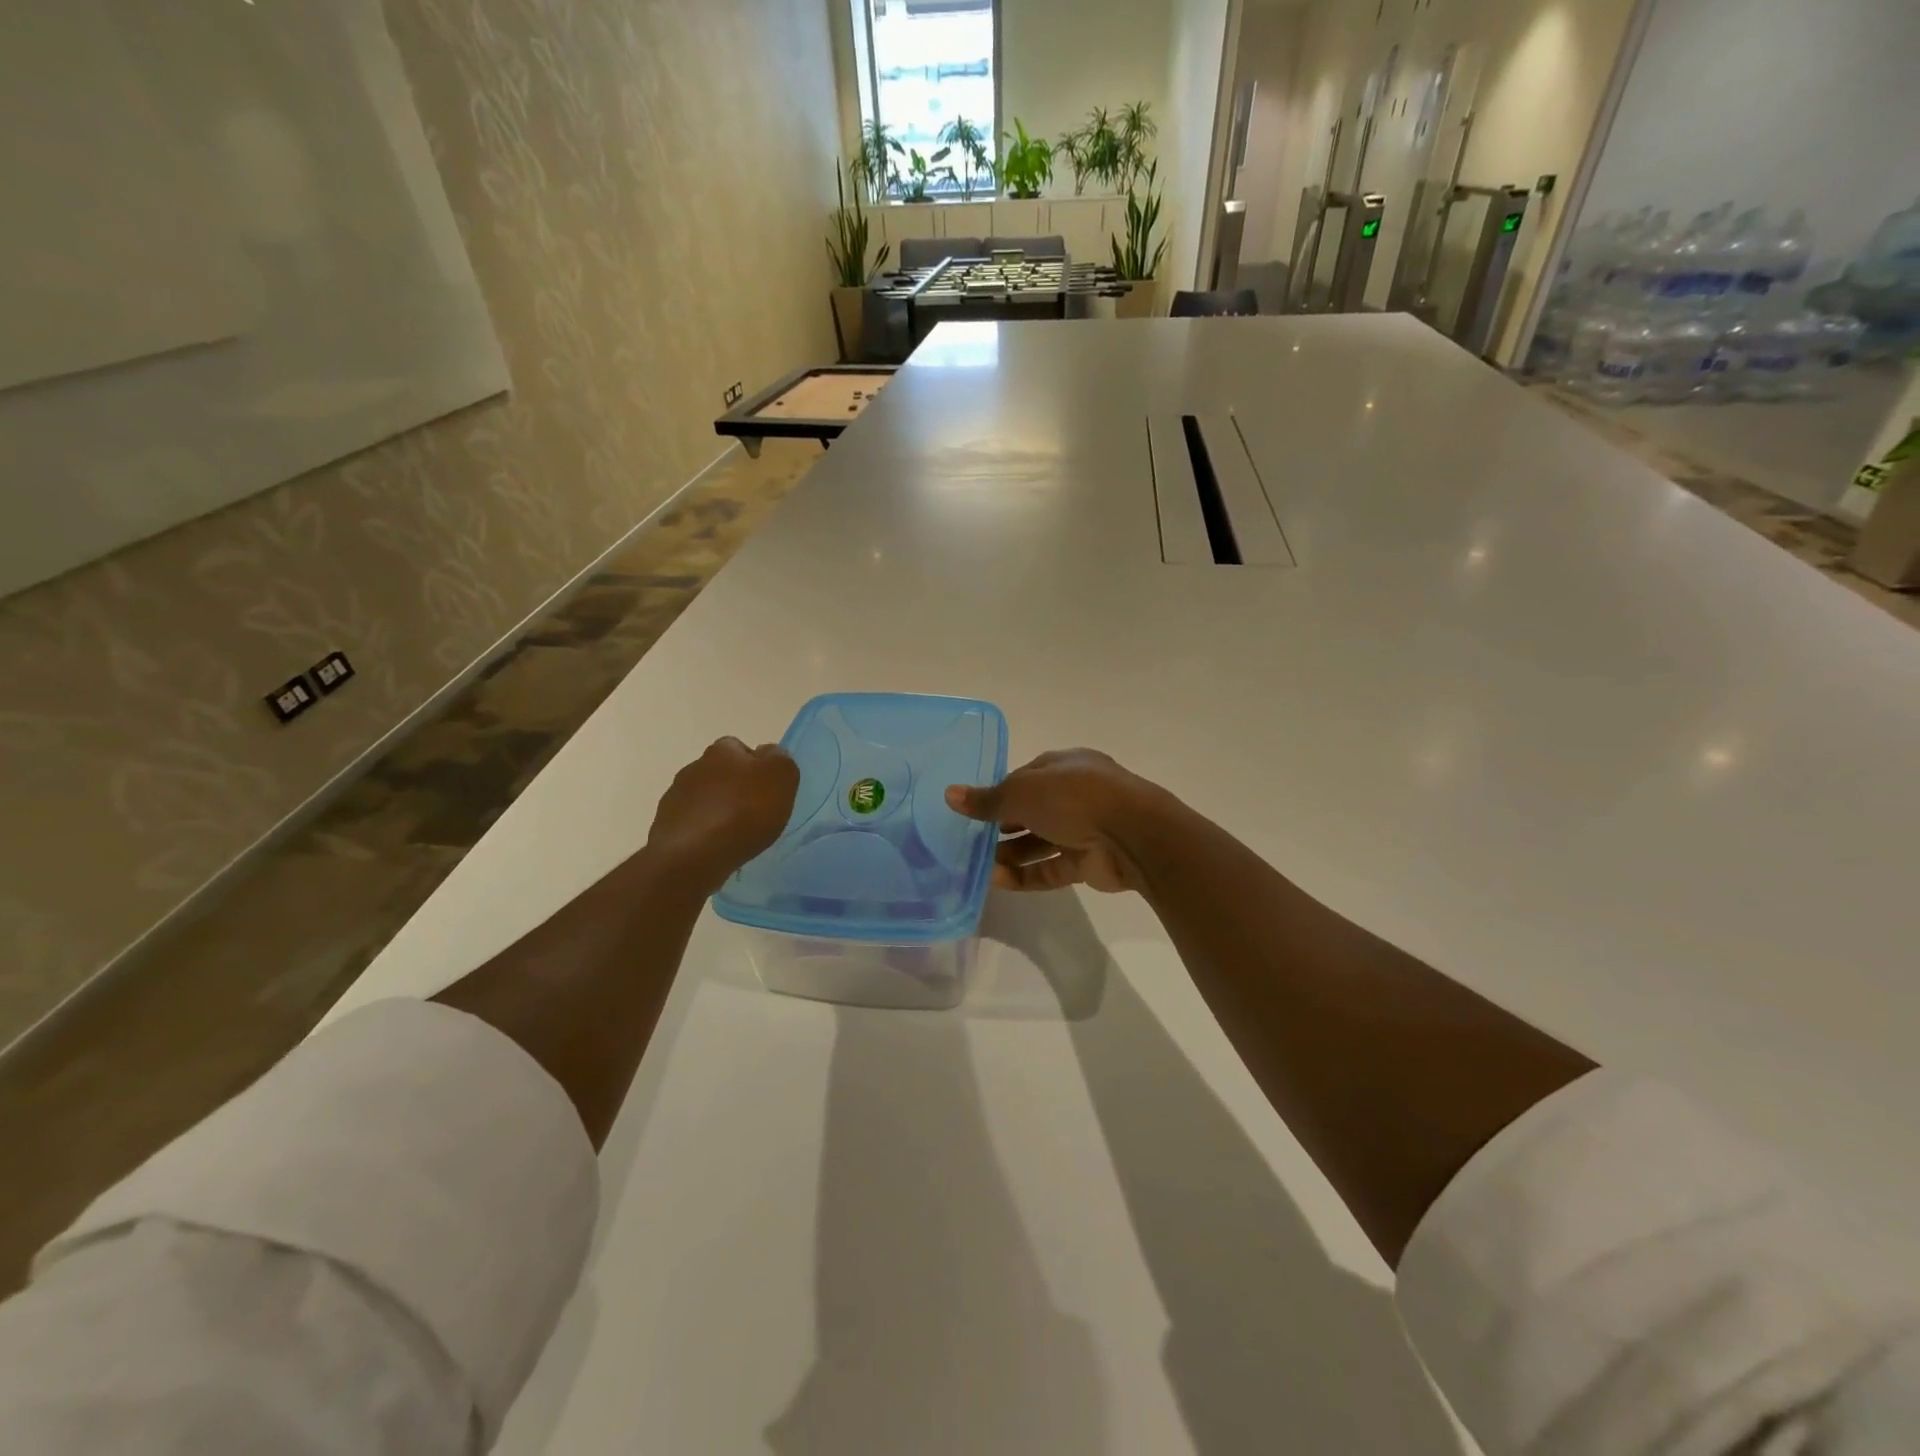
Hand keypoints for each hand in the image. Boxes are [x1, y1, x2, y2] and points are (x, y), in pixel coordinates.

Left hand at [647, 738, 798, 892]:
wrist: (693, 856)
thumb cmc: (744, 811)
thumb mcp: (781, 777)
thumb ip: (780, 760)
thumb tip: (768, 755)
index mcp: (723, 750)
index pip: (741, 748)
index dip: (756, 766)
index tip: (768, 789)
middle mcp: (695, 767)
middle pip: (721, 773)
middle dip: (735, 788)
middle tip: (754, 813)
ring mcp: (675, 797)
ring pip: (704, 798)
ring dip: (717, 810)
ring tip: (735, 835)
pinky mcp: (665, 826)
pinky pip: (691, 824)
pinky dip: (703, 832)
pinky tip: (715, 848)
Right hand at [945, 748, 1156, 893]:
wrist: (1133, 834)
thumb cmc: (1075, 797)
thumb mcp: (1023, 792)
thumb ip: (987, 799)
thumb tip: (950, 794)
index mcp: (1064, 767)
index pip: (1024, 778)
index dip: (998, 793)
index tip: (972, 810)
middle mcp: (1075, 795)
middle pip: (1032, 811)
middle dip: (1002, 826)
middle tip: (971, 841)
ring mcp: (1084, 829)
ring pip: (1040, 842)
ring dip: (1010, 854)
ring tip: (978, 866)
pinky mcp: (1088, 863)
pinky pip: (1050, 869)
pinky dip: (1025, 875)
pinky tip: (997, 881)